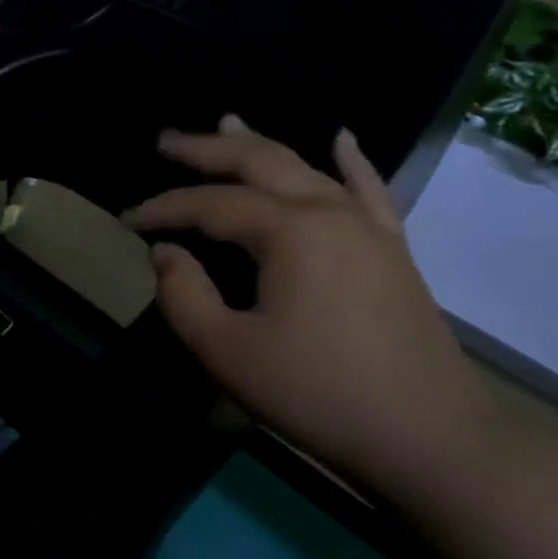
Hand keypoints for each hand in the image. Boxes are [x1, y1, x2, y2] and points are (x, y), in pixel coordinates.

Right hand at [126, 119, 504, 504]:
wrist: (429, 436)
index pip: (211, 204)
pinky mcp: (392, 248)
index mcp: (290, 231)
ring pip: (306, 167)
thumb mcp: (228, 352)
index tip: (128, 218)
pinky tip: (342, 137)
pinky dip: (351, 160)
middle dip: (206, 150)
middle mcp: (330, 211)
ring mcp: (368, 226)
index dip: (164, 208)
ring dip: (260, 145)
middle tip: (165, 141)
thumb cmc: (318, 393)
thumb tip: (165, 252)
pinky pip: (368, 188)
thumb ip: (184, 296)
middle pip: (259, 163)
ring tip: (227, 122)